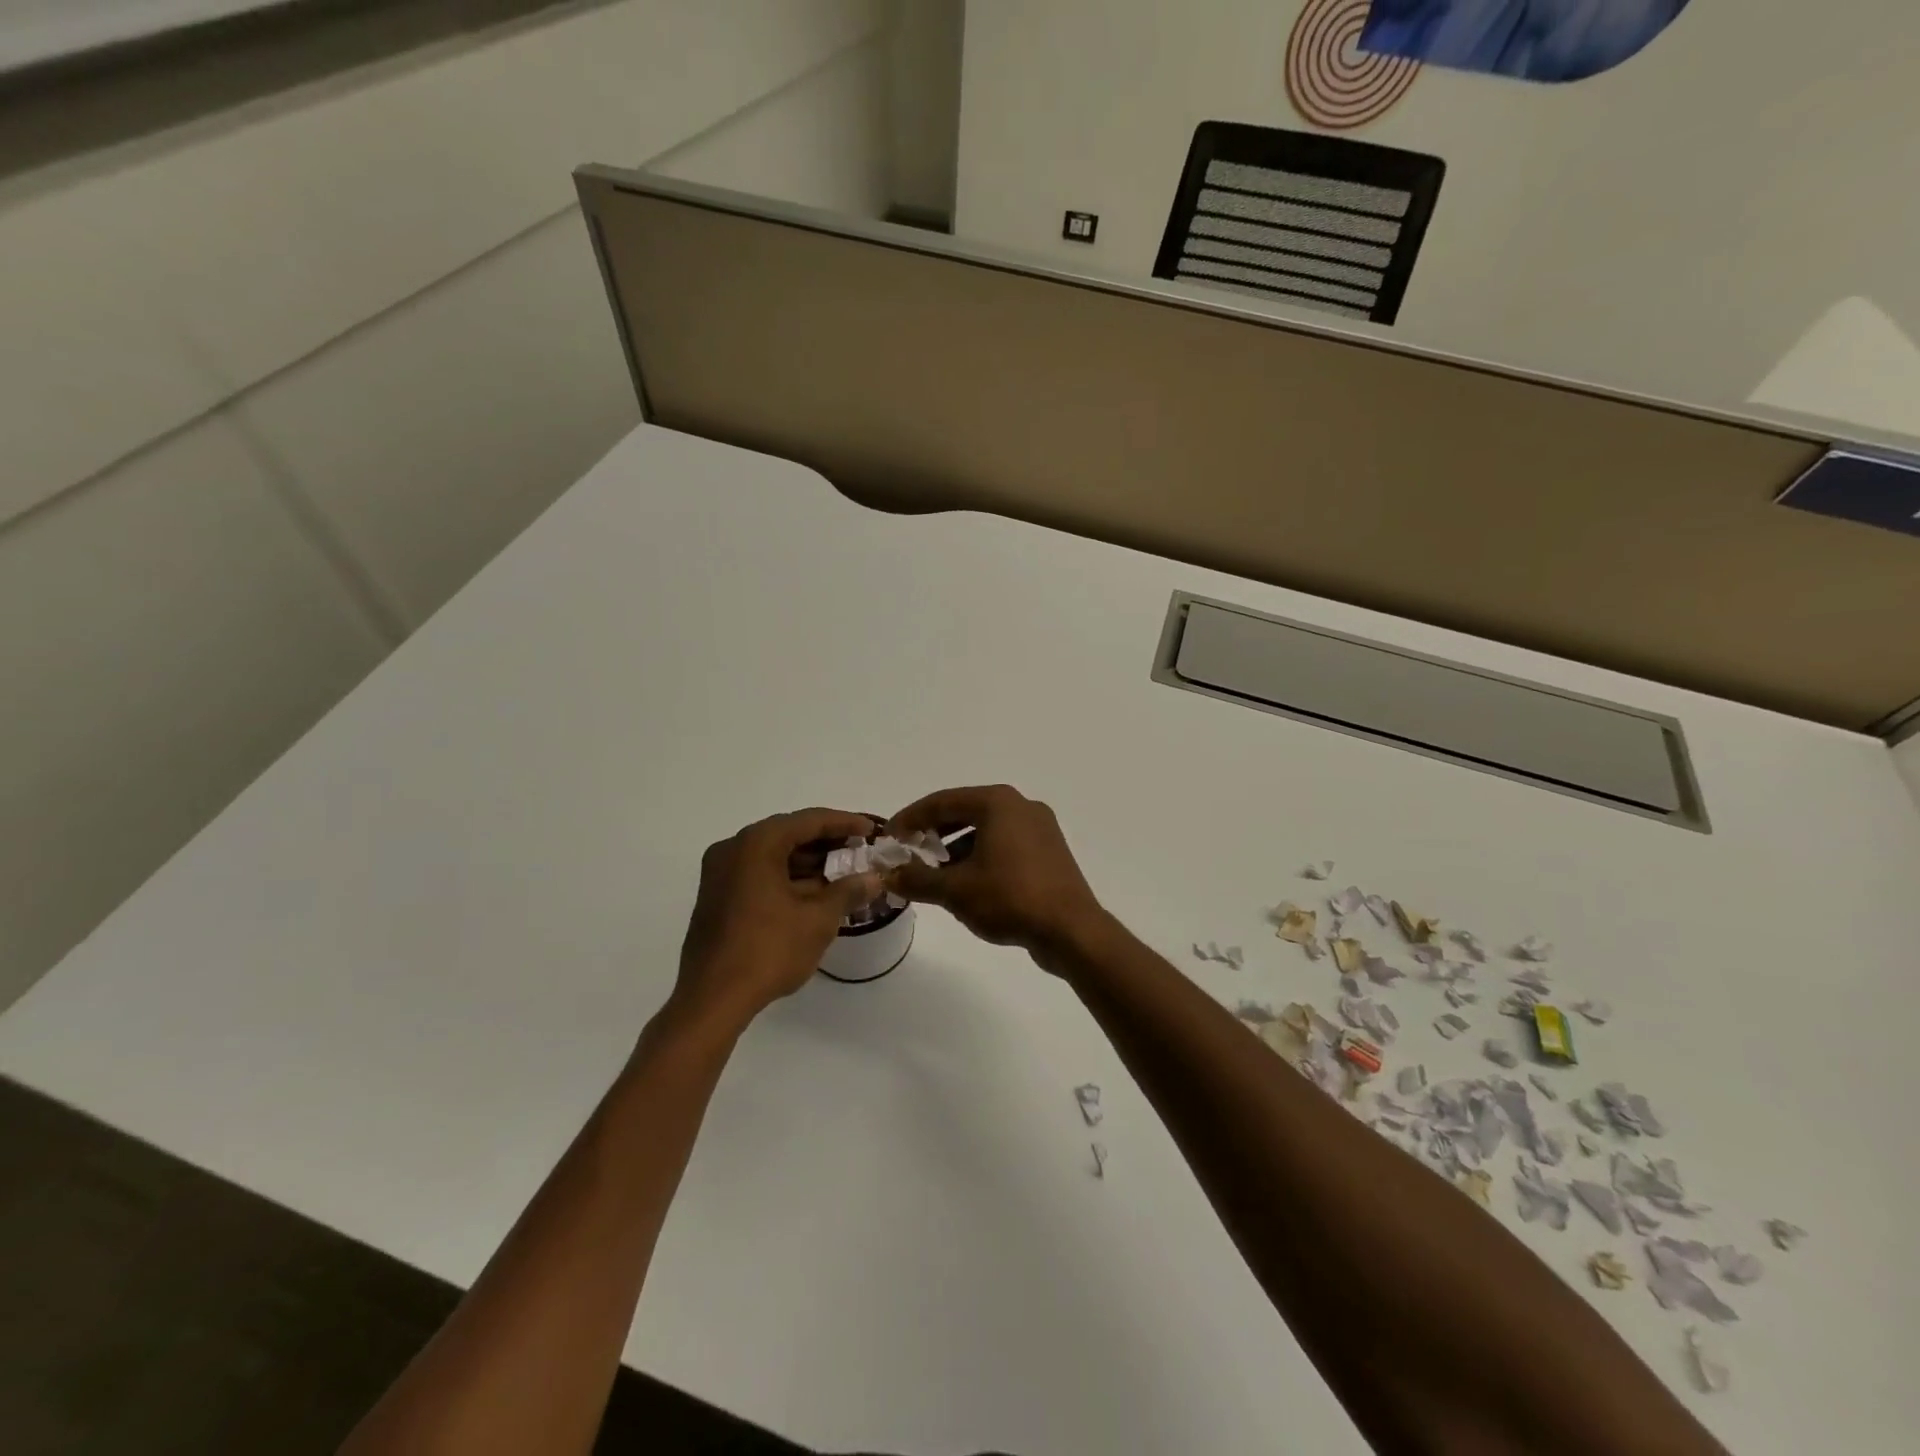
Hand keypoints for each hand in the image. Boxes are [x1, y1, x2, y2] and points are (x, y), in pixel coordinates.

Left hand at [674, 808, 883, 1032]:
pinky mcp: (717, 897)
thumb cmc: (768, 950)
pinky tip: (815, 893)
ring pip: (773, 855)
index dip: (844, 823)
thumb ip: (848, 891)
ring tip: (844, 874)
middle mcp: (733, 849)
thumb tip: (874, 879)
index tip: (871, 831)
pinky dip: (788, 878)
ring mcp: (720, 873)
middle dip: (826, 843)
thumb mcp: (818, 919)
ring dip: (808, 863)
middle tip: (860, 852)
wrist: (712, 999)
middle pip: (788, 834)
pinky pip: (759, 874)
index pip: (808, 820)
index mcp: (756, 844)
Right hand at [886, 785, 1106, 960]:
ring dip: (956, 848)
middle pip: (965, 811)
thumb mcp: (955, 890)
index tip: (889, 837)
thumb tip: (888, 876)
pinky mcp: (1049, 852)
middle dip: (934, 832)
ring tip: (934, 873)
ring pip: (986, 830)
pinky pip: (1005, 845)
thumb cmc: (1010, 899)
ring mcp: (1040, 828)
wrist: (1071, 931)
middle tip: (909, 852)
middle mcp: (1021, 806)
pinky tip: (967, 883)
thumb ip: (917, 879)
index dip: (911, 818)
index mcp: (998, 803)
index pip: (942, 801)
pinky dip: (981, 856)